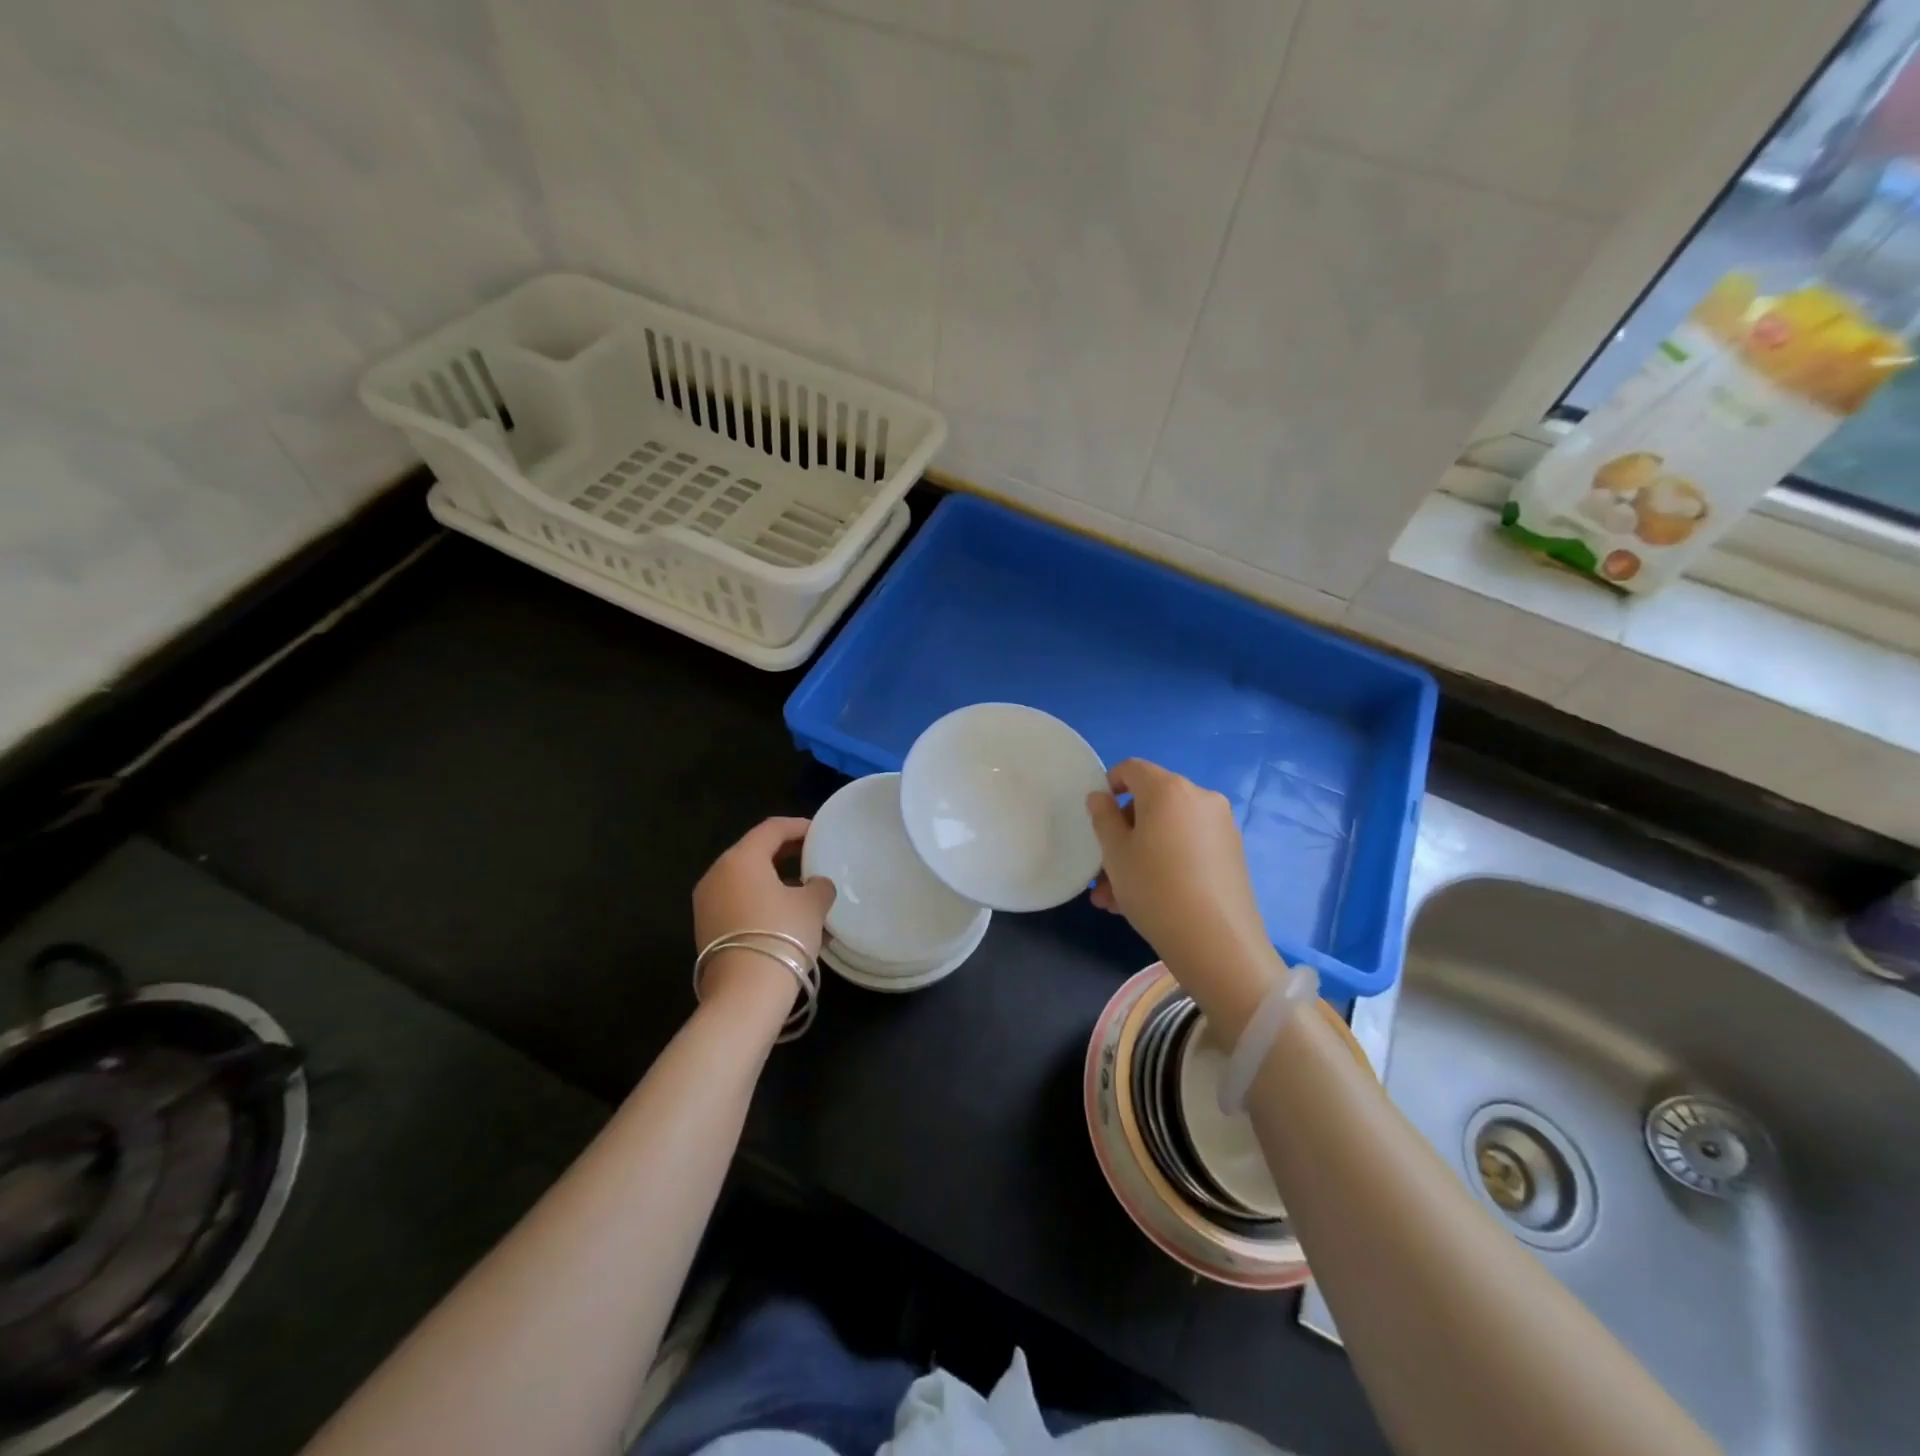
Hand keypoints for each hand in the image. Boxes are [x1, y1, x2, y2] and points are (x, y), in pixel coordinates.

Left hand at [693, 818, 835, 1007]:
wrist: (745, 994)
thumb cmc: (782, 935)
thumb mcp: (813, 905)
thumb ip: (819, 886)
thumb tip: (815, 885)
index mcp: (741, 858)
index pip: (771, 829)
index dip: (798, 826)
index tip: (819, 832)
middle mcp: (717, 875)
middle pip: (755, 853)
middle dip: (786, 854)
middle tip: (813, 857)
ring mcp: (707, 904)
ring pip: (747, 882)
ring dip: (776, 883)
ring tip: (806, 895)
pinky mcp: (707, 930)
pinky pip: (740, 904)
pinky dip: (763, 904)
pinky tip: (789, 920)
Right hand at [1087, 760, 1281, 1032]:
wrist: (1217, 942)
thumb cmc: (1154, 889)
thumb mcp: (1115, 854)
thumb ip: (1103, 818)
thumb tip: (1100, 796)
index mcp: (1168, 789)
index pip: (1132, 768)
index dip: (1109, 785)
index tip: (1097, 817)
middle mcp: (1200, 798)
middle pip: (1151, 803)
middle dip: (1122, 834)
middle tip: (1103, 872)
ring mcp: (1221, 826)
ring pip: (1167, 831)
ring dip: (1139, 856)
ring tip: (1115, 899)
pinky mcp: (1232, 853)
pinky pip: (1188, 847)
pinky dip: (1165, 863)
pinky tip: (1147, 901)